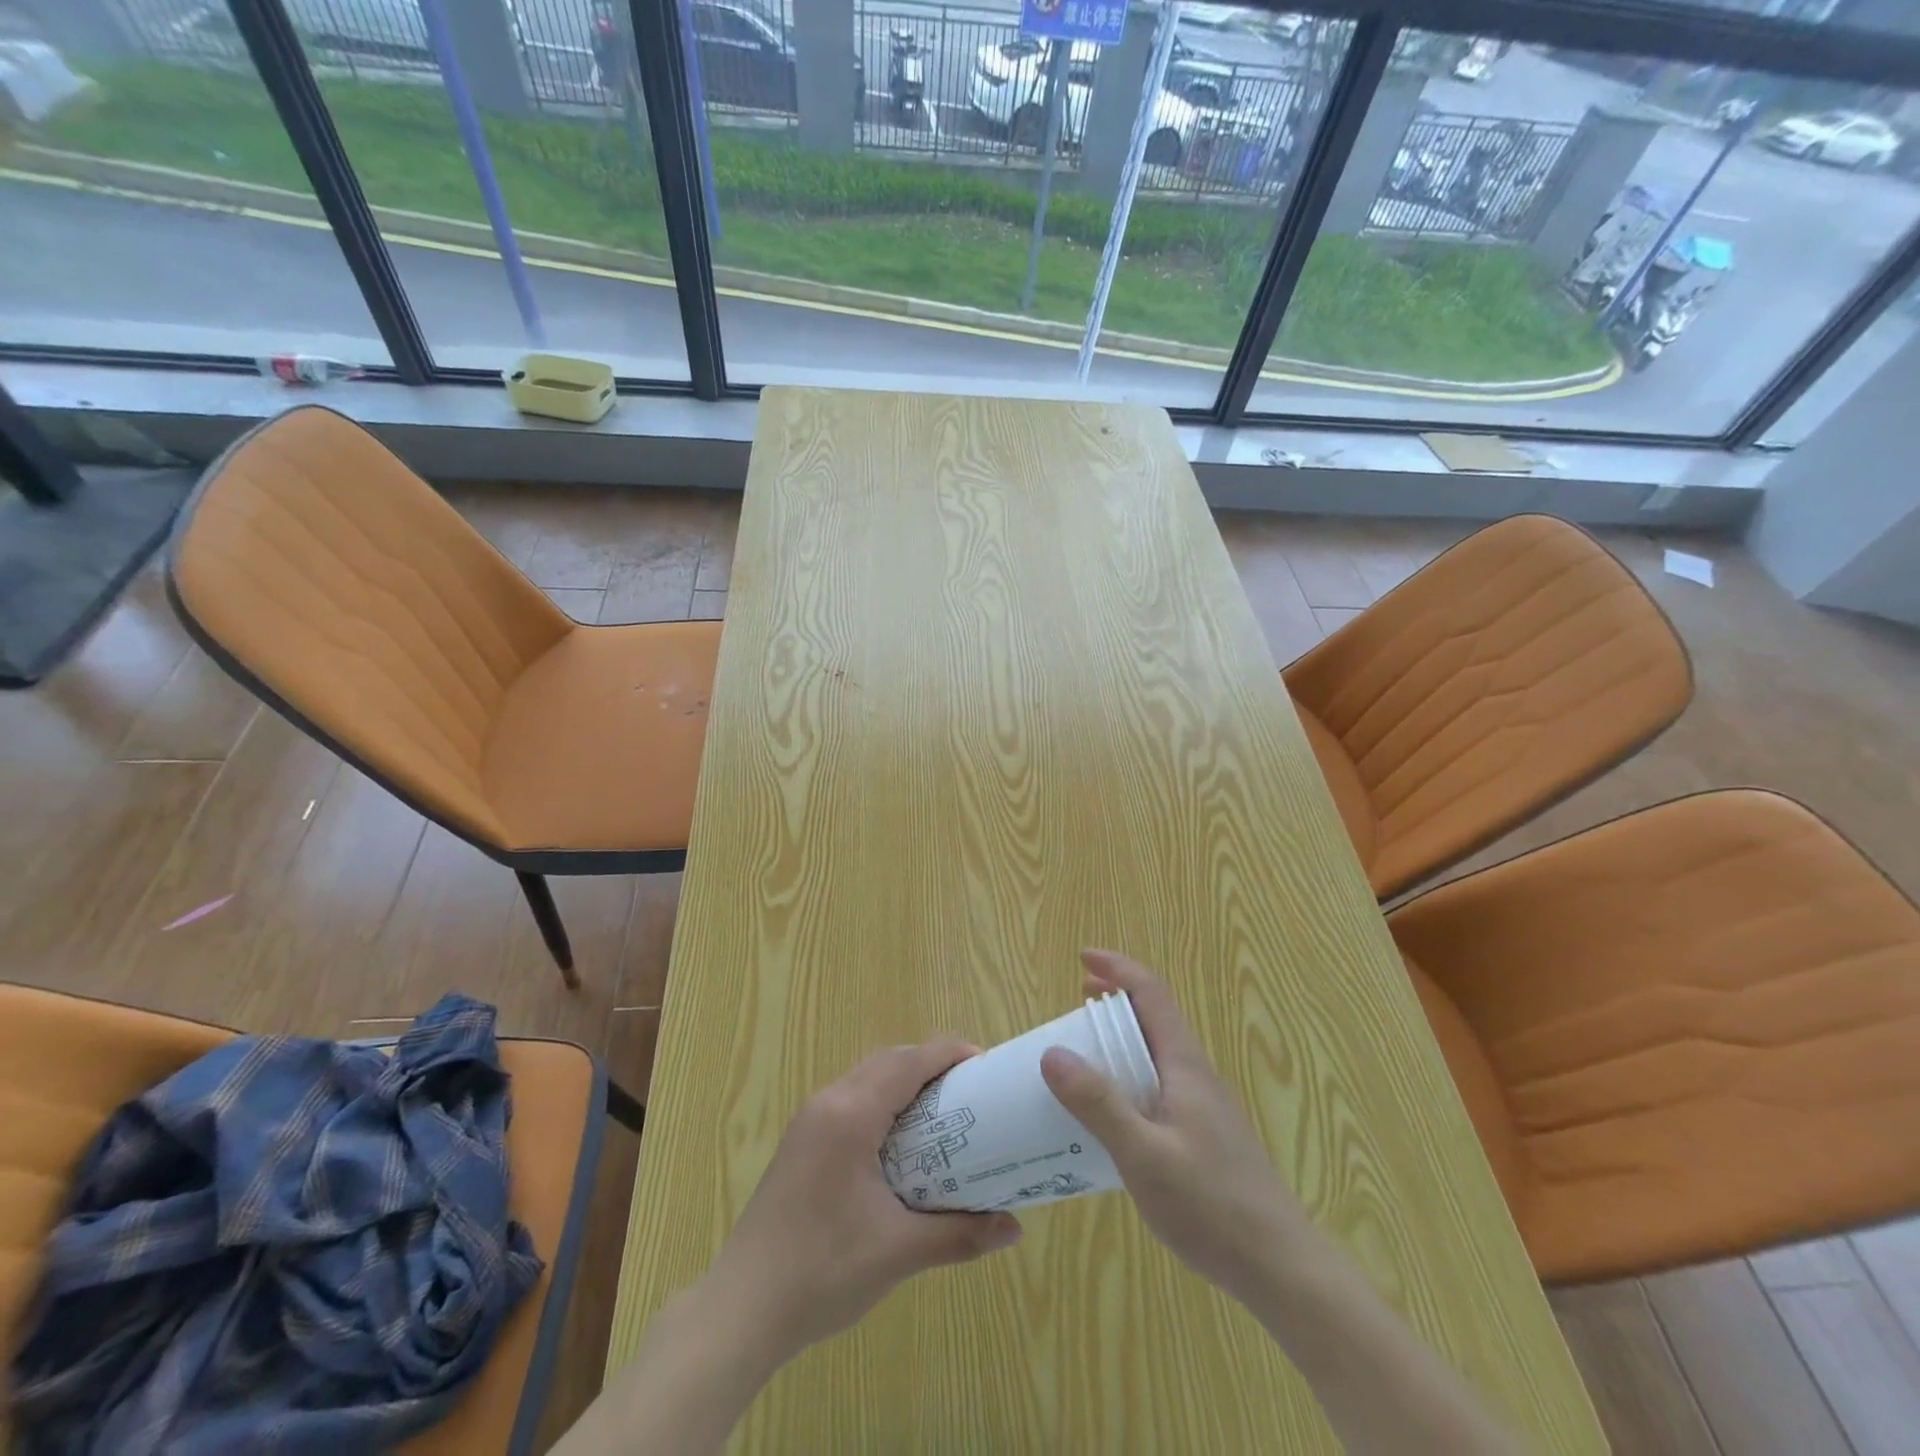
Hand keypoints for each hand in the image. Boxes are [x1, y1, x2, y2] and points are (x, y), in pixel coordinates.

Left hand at [703, 1039, 1022, 1364]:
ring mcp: (809, 1120)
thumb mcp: (898, 1252)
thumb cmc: (822, 1273)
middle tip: (971, 1090)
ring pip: (867, 1076)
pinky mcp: (800, 1141)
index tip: (986, 1064)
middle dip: (931, 1064)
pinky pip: (851, 1098)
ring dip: (904, 1081)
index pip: (909, 1063)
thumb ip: (959, 1234)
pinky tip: (900, 1141)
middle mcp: (828, 1102)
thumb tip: (1014, 1228)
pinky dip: (882, 1100)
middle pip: (888, 1060)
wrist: (741, 1309)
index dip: (950, 1054)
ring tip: (943, 1112)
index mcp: (851, 1115)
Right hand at [1040, 951, 1312, 1303]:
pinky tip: (1111, 1115)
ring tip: (1083, 1057)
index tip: (1083, 958)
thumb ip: (1099, 1104)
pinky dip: (1129, 1077)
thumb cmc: (1212, 1205)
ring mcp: (1203, 1107)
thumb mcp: (1143, 1154)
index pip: (1151, 994)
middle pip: (1154, 1019)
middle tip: (1074, 1007)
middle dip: (1114, 1001)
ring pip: (1157, 1054)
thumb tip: (1052, 1052)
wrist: (1281, 1267)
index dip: (1118, 968)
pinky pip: (1159, 1086)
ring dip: (1121, 1041)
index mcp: (1185, 1065)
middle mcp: (1196, 1075)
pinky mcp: (1204, 1136)